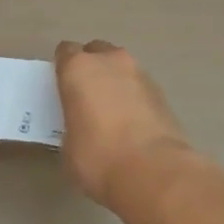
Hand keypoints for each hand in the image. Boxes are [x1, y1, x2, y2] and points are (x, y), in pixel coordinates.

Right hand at [55, 40, 194, 208]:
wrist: (153, 171)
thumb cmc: (98, 158)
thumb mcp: (68, 145)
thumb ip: (72, 123)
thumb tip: (82, 126)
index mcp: (78, 68)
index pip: (65, 52)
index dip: (63, 68)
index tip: (62, 87)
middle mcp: (109, 61)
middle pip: (96, 51)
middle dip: (91, 68)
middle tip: (87, 97)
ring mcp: (138, 73)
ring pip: (120, 66)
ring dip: (115, 80)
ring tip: (112, 111)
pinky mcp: (161, 91)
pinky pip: (139, 85)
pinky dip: (134, 96)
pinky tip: (133, 122)